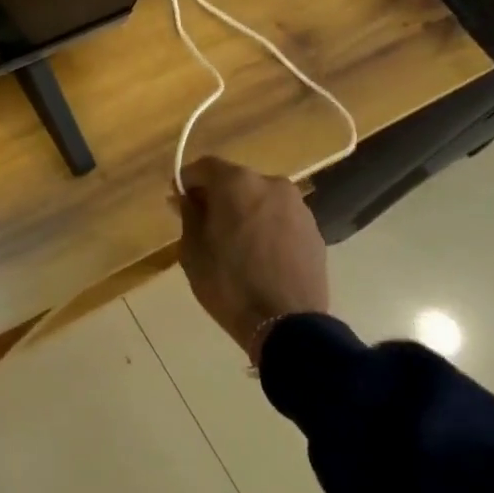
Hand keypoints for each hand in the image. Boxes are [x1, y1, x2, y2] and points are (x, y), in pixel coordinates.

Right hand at [173, 156, 328, 360]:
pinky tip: (259, 255)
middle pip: (234, 181)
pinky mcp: (314, 230)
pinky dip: (266, 227)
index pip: (204, 167)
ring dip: (244, 211)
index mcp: (237, 183)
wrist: (287, 325)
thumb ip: (189, 214)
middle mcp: (270, 184)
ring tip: (235, 244)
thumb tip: (186, 198)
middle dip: (217, 197)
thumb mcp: (192, 250)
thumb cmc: (228, 284)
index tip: (178, 202)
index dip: (187, 182)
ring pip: (259, 199)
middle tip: (204, 225)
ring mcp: (297, 207)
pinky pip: (279, 218)